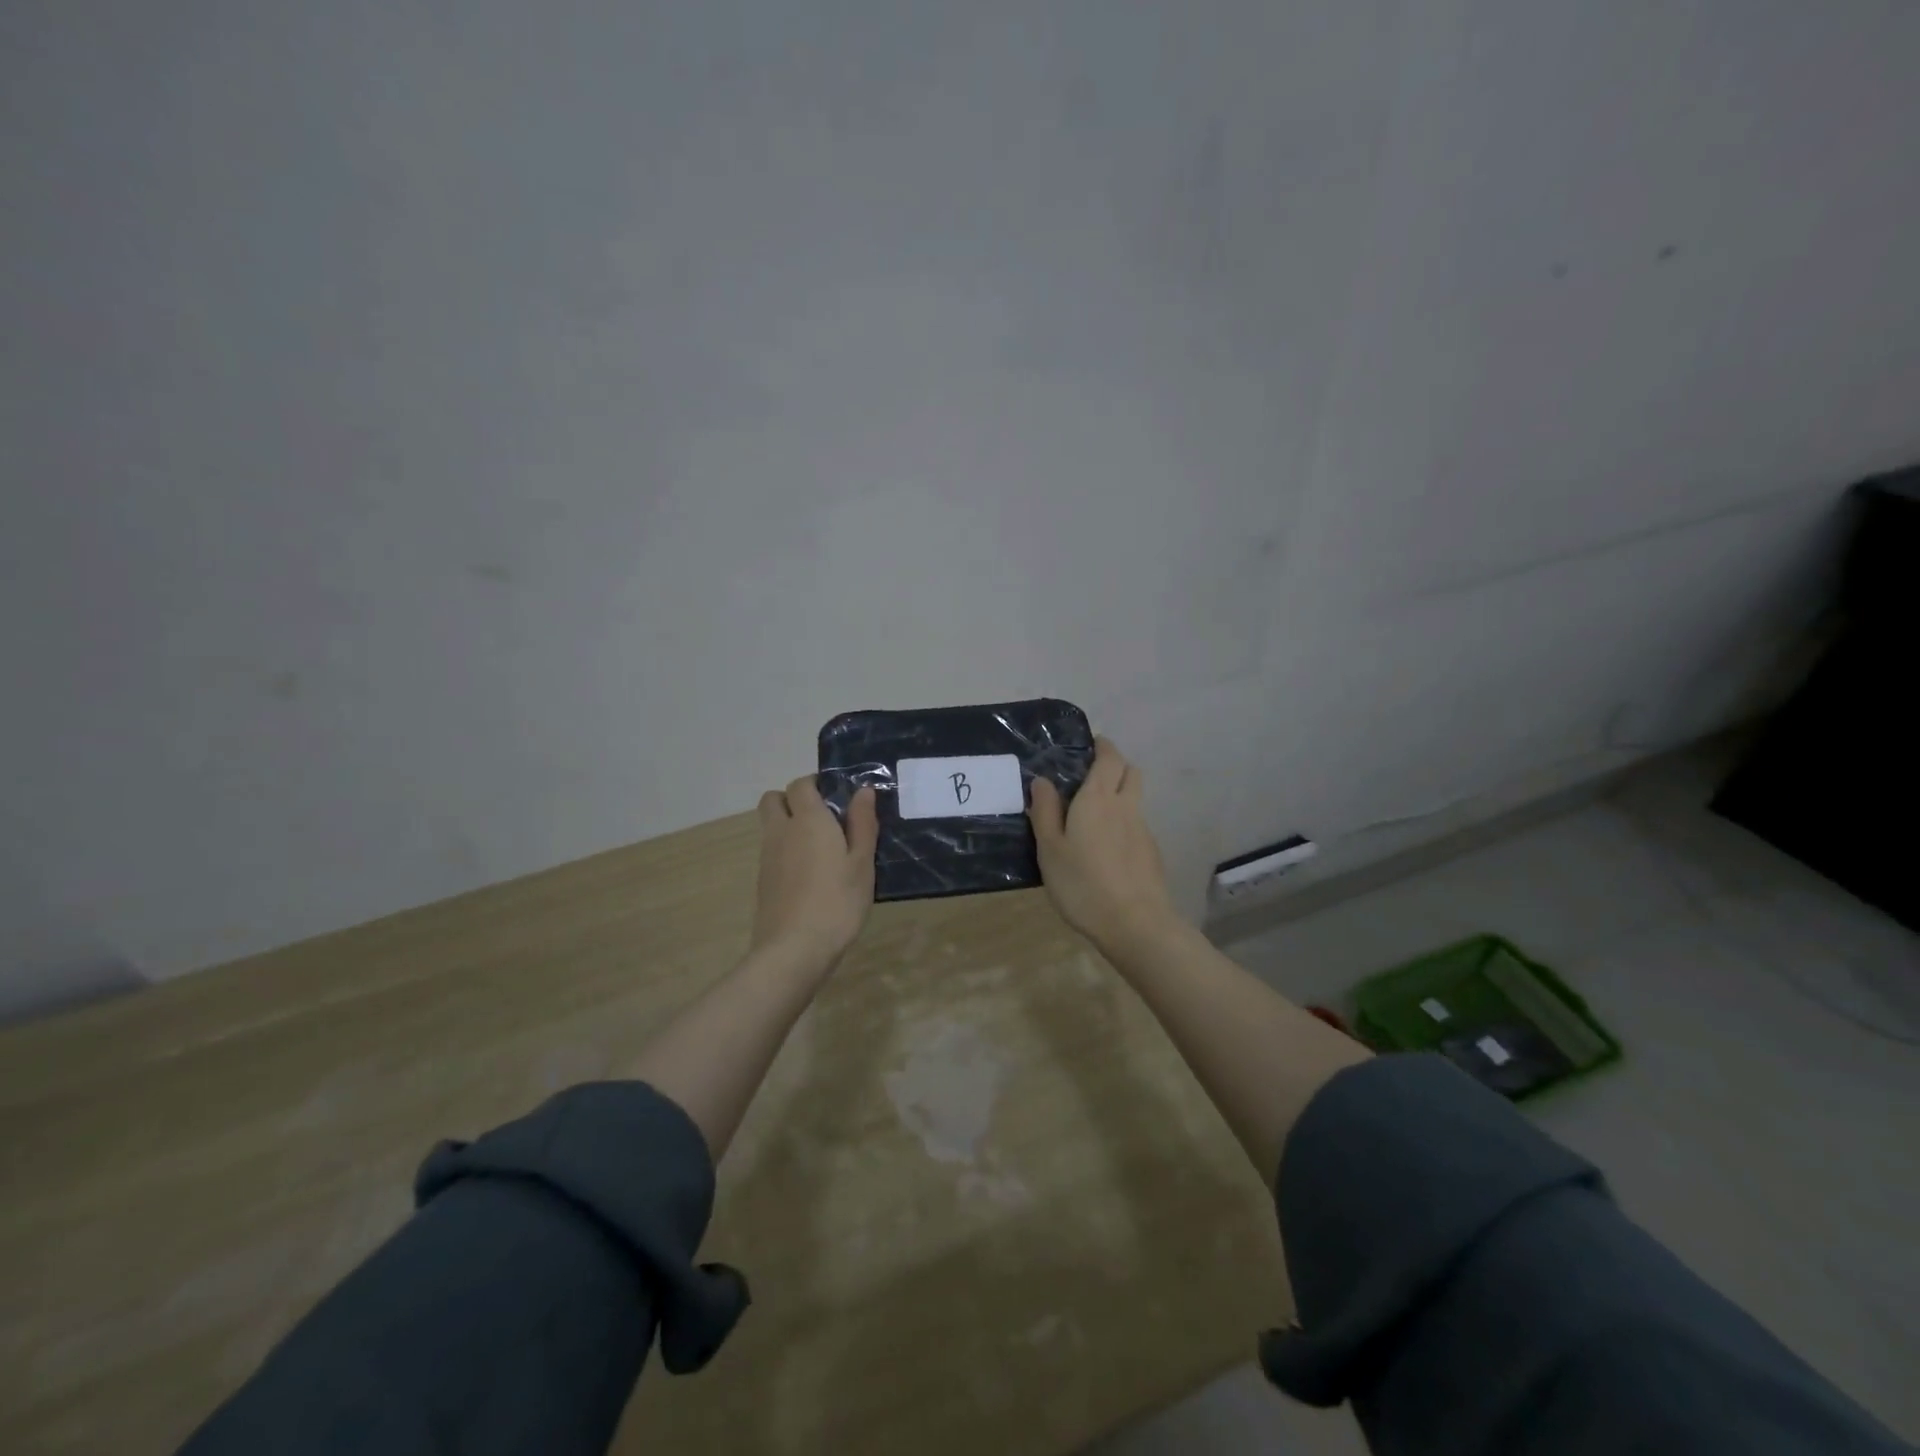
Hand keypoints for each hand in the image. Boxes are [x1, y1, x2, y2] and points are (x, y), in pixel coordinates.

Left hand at [751, 777, 878, 967]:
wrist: (793, 950)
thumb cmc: (837, 902)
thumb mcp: (862, 863)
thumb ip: (863, 824)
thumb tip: (863, 791)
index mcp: (808, 820)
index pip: (801, 784)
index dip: (817, 784)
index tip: (838, 797)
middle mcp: (781, 831)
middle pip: (774, 799)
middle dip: (794, 800)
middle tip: (823, 818)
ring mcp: (767, 857)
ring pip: (771, 826)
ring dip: (789, 825)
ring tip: (822, 849)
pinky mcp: (763, 881)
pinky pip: (771, 851)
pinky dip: (786, 851)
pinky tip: (811, 875)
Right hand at [1029, 737, 1179, 950]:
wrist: (1135, 924)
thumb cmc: (1083, 883)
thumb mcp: (1050, 849)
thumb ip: (1045, 811)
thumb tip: (1042, 780)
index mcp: (1098, 798)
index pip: (1109, 757)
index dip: (1102, 747)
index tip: (1089, 745)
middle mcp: (1126, 806)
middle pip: (1130, 772)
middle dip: (1115, 766)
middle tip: (1091, 777)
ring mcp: (1143, 830)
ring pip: (1135, 799)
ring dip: (1120, 796)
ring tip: (1093, 817)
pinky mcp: (1152, 853)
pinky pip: (1137, 825)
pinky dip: (1124, 824)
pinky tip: (1106, 849)